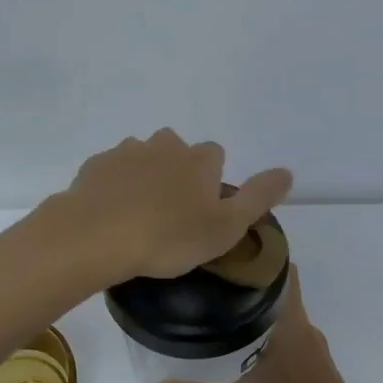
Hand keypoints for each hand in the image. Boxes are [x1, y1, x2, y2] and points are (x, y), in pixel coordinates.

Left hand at [55, 129, 291, 283]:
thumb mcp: (226, 227)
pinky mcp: (95, 165)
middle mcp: (164, 145)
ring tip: (138, 217)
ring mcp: (126, 152)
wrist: (96, 236)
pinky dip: (115, 187)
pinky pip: (112, 172)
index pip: (215, 156)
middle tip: (170, 216)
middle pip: (178, 152)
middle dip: (177, 175)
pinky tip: (111, 214)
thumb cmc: (168, 237)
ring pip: (143, 159)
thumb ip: (258, 197)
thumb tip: (287, 172)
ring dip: (145, 179)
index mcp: (199, 159)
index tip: (202, 212)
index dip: (211, 182)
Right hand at [153, 274, 372, 382]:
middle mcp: (306, 331)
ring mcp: (314, 351)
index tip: (228, 251)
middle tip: (211, 285)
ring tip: (221, 315)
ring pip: (282, 319)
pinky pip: (288, 339)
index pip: (282, 273)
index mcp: (291, 327)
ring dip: (257, 314)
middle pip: (277, 294)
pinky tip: (245, 352)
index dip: (259, 257)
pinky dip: (267, 336)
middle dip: (247, 288)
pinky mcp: (316, 370)